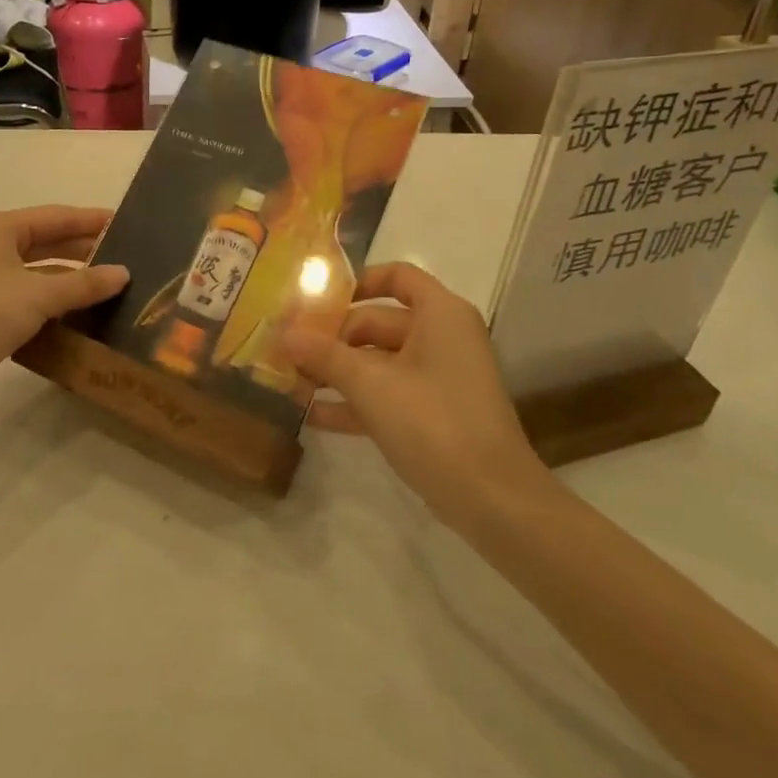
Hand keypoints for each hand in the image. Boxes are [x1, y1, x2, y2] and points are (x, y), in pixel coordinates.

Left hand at [0, 206, 128, 420]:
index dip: (91, 220)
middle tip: (125, 256)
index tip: (126, 223)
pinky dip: (53, 300)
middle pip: (46, 241)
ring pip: (37, 270)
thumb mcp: (38, 295)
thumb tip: (124, 273)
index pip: (55, 216)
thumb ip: (84, 283)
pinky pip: (27, 295)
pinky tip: (80, 311)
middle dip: (84, 248)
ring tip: (110, 284)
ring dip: (70, 277)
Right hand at [284, 262, 551, 527]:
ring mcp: (438, 378)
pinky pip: (386, 394)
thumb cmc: (433, 422)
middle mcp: (441, 337)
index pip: (397, 276)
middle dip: (332, 338)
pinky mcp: (432, 415)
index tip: (317, 299)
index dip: (357, 282)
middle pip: (378, 322)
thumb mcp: (371, 385)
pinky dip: (354, 401)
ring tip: (289, 381)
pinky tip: (311, 415)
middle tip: (287, 350)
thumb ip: (325, 355)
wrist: (492, 501)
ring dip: (336, 372)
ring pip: (378, 362)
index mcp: (440, 314)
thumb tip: (284, 334)